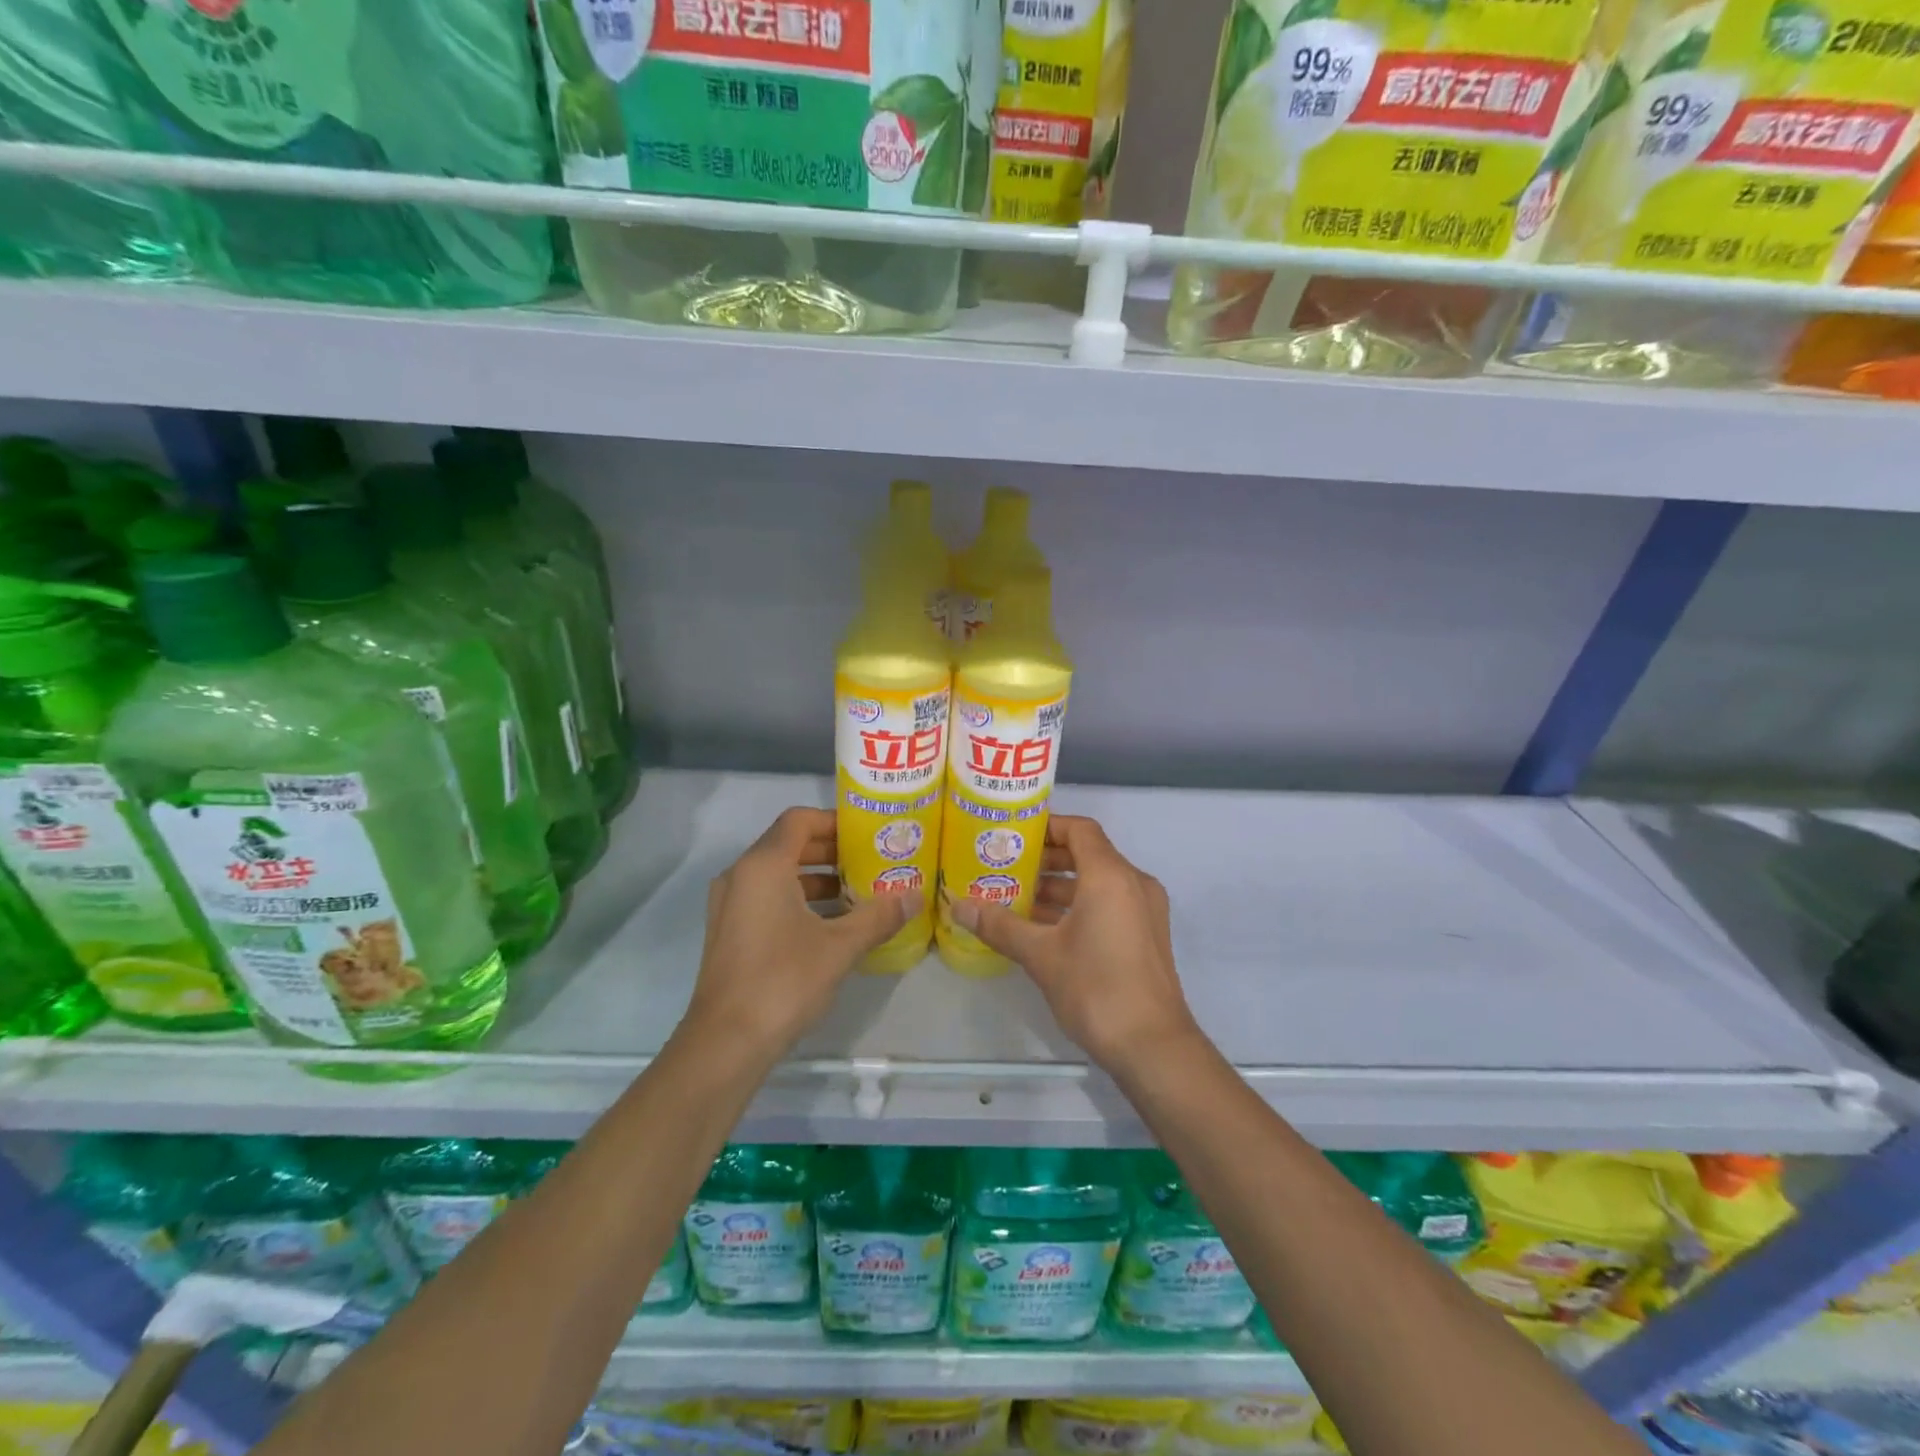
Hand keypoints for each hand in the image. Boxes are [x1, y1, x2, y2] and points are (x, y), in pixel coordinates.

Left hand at [682, 807, 919, 1058]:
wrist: (726, 1043)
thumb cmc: (783, 981)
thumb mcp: (840, 946)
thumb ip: (878, 916)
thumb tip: (915, 897)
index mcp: (763, 866)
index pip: (799, 820)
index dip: (835, 821)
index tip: (868, 834)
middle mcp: (740, 876)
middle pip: (789, 844)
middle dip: (831, 850)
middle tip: (872, 860)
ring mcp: (730, 905)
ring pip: (778, 874)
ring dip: (817, 877)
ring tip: (859, 892)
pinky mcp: (730, 931)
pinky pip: (768, 898)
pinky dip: (799, 899)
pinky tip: (832, 924)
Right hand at [948, 815, 1201, 1069]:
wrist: (1153, 1047)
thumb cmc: (1096, 988)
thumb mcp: (1041, 955)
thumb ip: (1000, 925)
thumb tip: (958, 906)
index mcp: (1111, 875)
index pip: (1079, 830)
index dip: (1046, 826)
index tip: (1013, 835)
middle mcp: (1133, 883)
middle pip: (1088, 854)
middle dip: (1047, 859)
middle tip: (1006, 866)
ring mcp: (1144, 910)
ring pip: (1098, 882)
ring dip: (1060, 886)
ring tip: (1017, 896)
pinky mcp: (1146, 935)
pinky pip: (1109, 904)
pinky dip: (1078, 905)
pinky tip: (1043, 927)